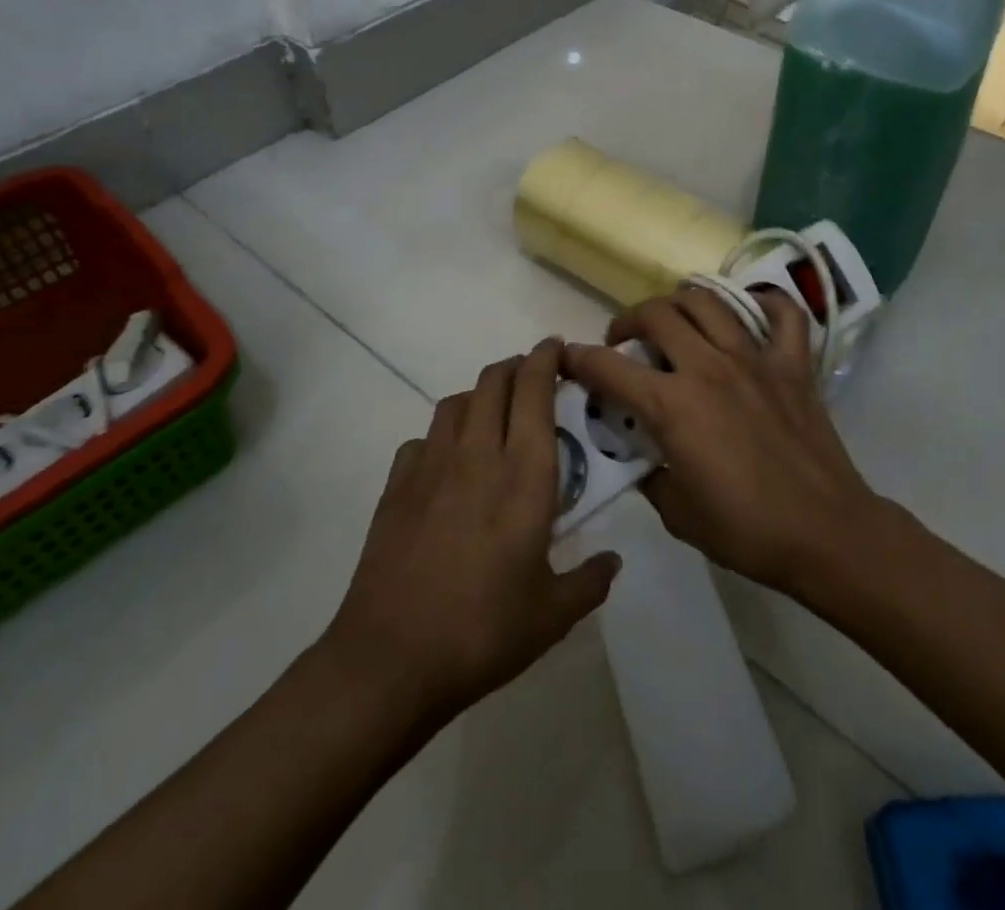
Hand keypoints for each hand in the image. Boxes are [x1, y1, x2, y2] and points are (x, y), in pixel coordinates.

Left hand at [323, 340, 618, 723]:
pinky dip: (440, 437)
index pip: (534, 391)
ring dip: (478, 395)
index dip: (545, 358)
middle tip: (532, 377)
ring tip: (493, 415)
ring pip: (456, 402)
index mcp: (524, 475)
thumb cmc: (484, 631)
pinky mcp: (396, 485)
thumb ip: (589, 582)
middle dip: (514, 366)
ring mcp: (431, 466)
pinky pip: (422, 440)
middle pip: (493, 381)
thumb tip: (613, 562)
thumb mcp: (552, 616)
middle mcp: (478, 454)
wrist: (391, 658)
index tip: (556, 347)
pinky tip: (446, 465)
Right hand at [561, 286, 884, 595]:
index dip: (579, 359)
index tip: (568, 358)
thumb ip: (649, 473)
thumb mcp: (676, 512)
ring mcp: (754, 359)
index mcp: (673, 405)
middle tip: (624, 341)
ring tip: (674, 321)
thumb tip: (642, 452)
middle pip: (656, 314)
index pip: (609, 367)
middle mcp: (708, 367)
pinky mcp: (793, 364)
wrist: (824, 534)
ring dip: (680, 304)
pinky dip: (764, 303)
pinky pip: (782, 314)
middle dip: (629, 320)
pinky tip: (748, 312)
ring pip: (707, 302)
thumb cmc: (745, 530)